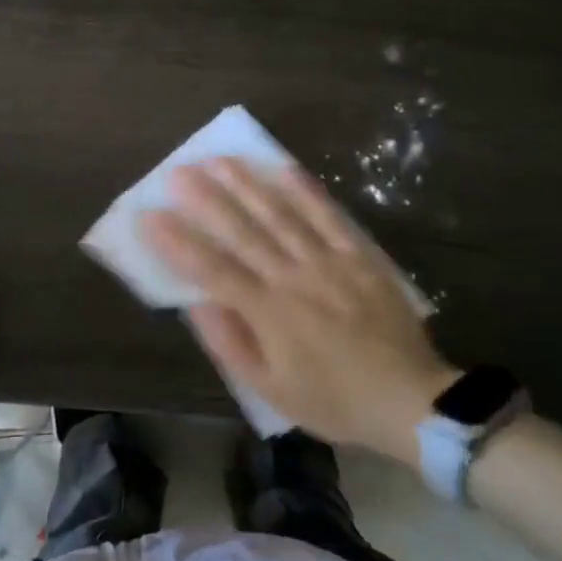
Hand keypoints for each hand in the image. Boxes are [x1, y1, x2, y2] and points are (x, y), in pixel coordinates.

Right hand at [139, 159, 457, 460]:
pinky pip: (329, 217)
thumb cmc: (334, 400)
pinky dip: (305, 191)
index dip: (178, 241)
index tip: (150, 215)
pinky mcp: (358, 257)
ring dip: (247, 185)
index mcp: (268, 312)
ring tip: (221, 160)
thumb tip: (196, 304)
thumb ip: (231, 345)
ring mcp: (328, 262)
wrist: (411, 400)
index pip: (212, 269)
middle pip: (243, 232)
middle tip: (179, 172)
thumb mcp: (272, 391)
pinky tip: (283, 168)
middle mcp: (292, 278)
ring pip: (280, 215)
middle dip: (207, 200)